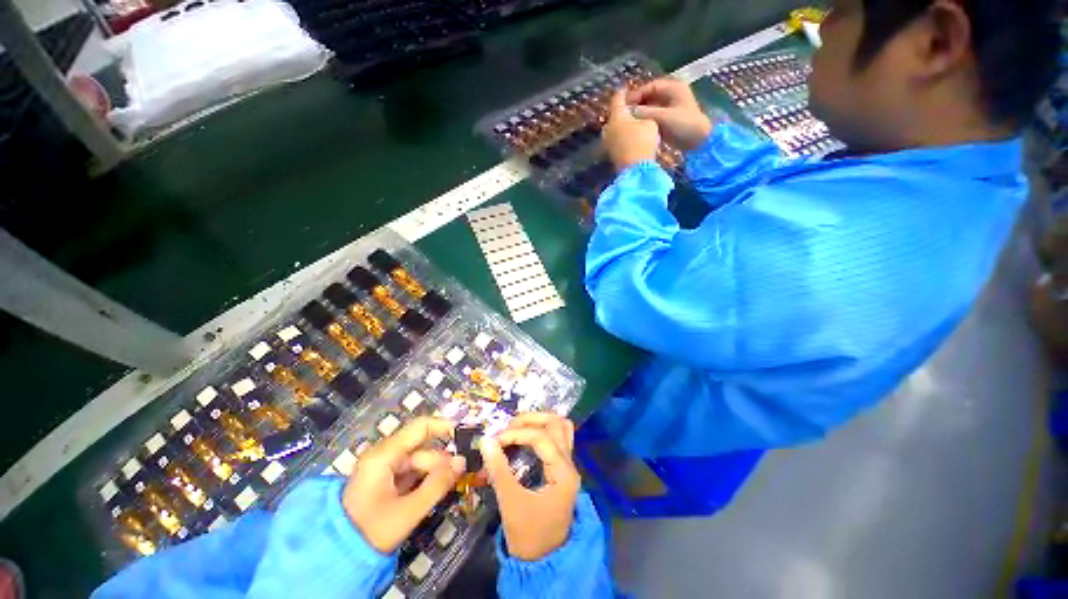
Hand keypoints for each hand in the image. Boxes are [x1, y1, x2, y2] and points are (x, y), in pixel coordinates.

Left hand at [343, 417, 464, 552]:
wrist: (337, 557)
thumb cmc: (371, 531)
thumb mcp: (408, 510)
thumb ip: (438, 484)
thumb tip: (462, 461)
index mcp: (385, 455)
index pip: (420, 427)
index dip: (444, 427)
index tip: (465, 435)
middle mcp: (384, 455)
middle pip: (421, 448)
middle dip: (441, 460)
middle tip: (461, 473)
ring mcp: (383, 468)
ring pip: (418, 462)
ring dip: (434, 472)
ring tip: (449, 485)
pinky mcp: (384, 481)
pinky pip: (410, 473)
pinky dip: (424, 479)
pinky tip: (434, 490)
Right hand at [479, 413, 579, 560]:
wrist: (544, 561)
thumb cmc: (529, 536)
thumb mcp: (511, 504)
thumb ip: (499, 470)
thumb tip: (486, 441)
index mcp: (563, 472)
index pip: (541, 438)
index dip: (517, 434)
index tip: (496, 440)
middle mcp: (570, 463)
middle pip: (556, 424)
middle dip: (531, 420)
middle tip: (508, 427)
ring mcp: (568, 464)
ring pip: (560, 428)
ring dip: (539, 421)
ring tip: (517, 426)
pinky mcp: (562, 468)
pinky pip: (558, 438)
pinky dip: (543, 430)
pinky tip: (527, 436)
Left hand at [601, 91, 660, 171]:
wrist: (634, 169)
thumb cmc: (643, 141)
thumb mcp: (650, 122)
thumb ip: (643, 114)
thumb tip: (637, 113)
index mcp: (617, 115)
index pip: (617, 98)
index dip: (623, 92)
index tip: (626, 88)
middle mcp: (608, 127)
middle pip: (614, 114)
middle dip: (622, 110)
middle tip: (632, 108)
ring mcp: (607, 142)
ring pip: (614, 128)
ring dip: (621, 124)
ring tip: (632, 123)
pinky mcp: (610, 153)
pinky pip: (615, 139)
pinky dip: (621, 135)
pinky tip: (630, 136)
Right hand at [626, 78, 713, 151]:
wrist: (699, 141)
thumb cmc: (684, 124)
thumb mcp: (664, 117)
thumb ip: (646, 113)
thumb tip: (628, 111)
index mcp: (673, 88)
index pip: (650, 87)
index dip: (637, 94)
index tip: (624, 105)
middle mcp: (671, 95)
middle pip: (649, 96)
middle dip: (637, 104)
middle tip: (623, 113)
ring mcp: (669, 108)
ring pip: (650, 107)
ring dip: (639, 113)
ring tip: (627, 121)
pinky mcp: (667, 120)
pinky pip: (652, 117)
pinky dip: (644, 120)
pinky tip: (635, 127)